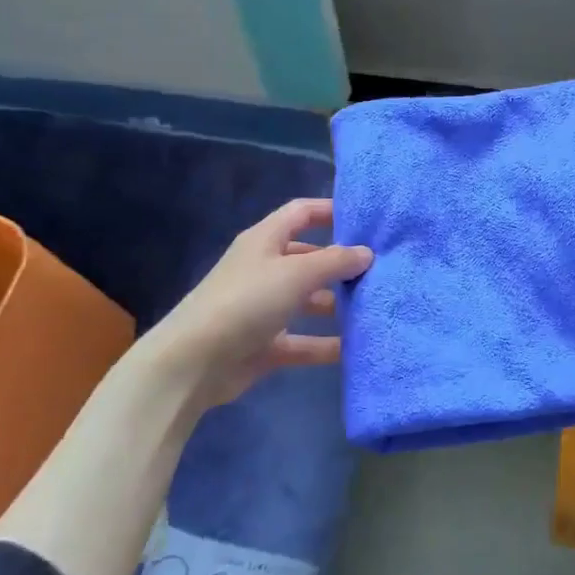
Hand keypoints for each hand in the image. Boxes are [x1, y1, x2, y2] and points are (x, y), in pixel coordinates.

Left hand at [132, 199, 372, 411]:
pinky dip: (326, 344)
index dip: (331, 211)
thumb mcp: (295, 273)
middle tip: (381, 269)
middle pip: (309, 258)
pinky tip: (356, 348)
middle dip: (341, 263)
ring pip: (308, 300)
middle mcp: (265, 269)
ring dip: (337, 304)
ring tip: (375, 307)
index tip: (367, 219)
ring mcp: (264, 308)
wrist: (192, 364)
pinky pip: (303, 341)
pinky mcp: (265, 344)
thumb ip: (335, 261)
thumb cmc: (245, 302)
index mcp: (265, 240)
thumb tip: (367, 252)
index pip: (302, 213)